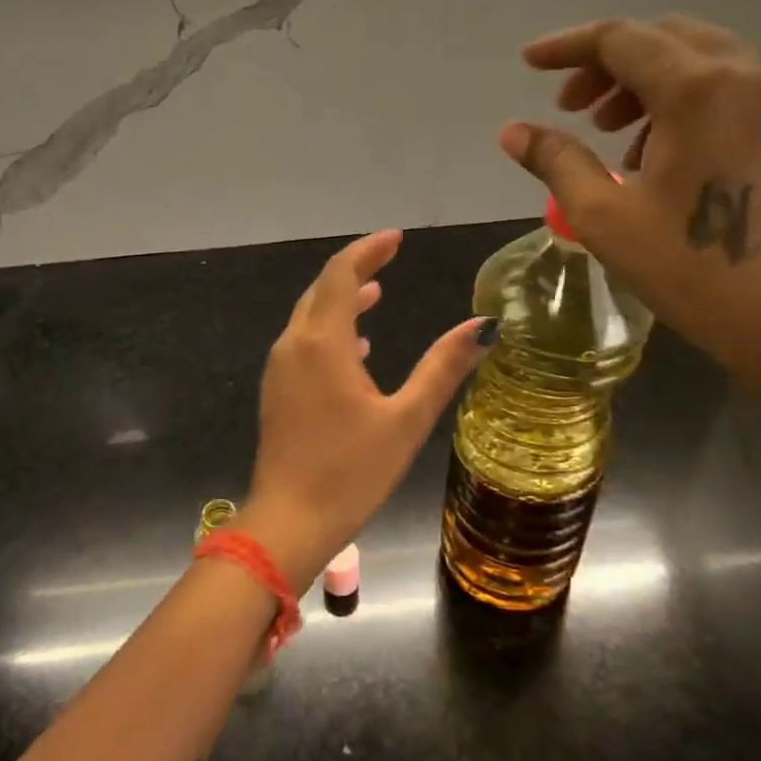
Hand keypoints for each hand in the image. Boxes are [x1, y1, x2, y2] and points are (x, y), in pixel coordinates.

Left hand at [239, 231, 486, 587]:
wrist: (289, 522)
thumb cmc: (351, 471)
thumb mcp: (406, 419)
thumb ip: (443, 368)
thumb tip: (483, 325)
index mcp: (322, 342)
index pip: (342, 274)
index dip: (368, 250)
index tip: (396, 239)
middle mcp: (293, 345)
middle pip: (323, 289)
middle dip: (355, 269)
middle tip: (390, 258)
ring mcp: (280, 368)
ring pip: (310, 316)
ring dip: (342, 300)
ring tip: (376, 293)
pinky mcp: (277, 390)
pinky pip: (303, 342)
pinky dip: (331, 329)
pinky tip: (357, 348)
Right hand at [501, 16, 760, 396]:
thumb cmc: (694, 271)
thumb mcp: (606, 217)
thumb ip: (557, 161)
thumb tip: (512, 132)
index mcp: (699, 89)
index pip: (620, 39)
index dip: (567, 46)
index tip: (528, 63)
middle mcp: (749, 75)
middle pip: (664, 38)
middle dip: (608, 63)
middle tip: (571, 107)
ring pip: (701, 59)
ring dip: (646, 81)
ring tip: (612, 134)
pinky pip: (731, 87)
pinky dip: (684, 99)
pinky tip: (661, 153)